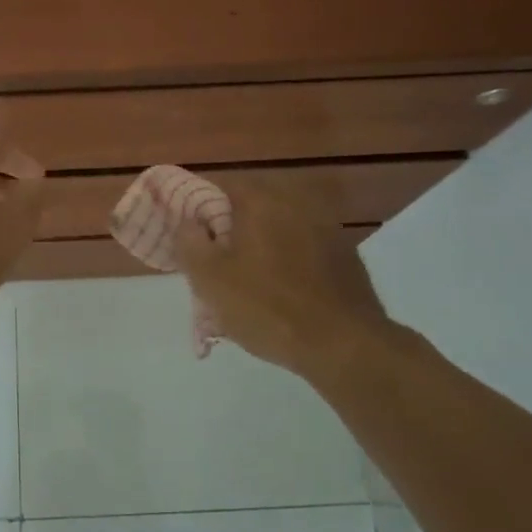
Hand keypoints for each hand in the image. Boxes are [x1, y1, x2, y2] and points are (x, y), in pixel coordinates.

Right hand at [176, 177, 397, 382]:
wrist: (344, 345)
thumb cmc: (267, 307)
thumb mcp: (210, 279)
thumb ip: (189, 242)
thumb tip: (188, 222)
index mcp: (261, 201)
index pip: (219, 186)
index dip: (197, 205)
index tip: (186, 231)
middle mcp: (295, 203)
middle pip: (250, 207)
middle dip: (229, 228)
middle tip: (214, 260)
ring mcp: (326, 228)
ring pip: (278, 229)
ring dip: (260, 246)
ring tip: (246, 282)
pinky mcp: (345, 256)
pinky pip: (303, 250)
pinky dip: (287, 262)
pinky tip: (281, 293)